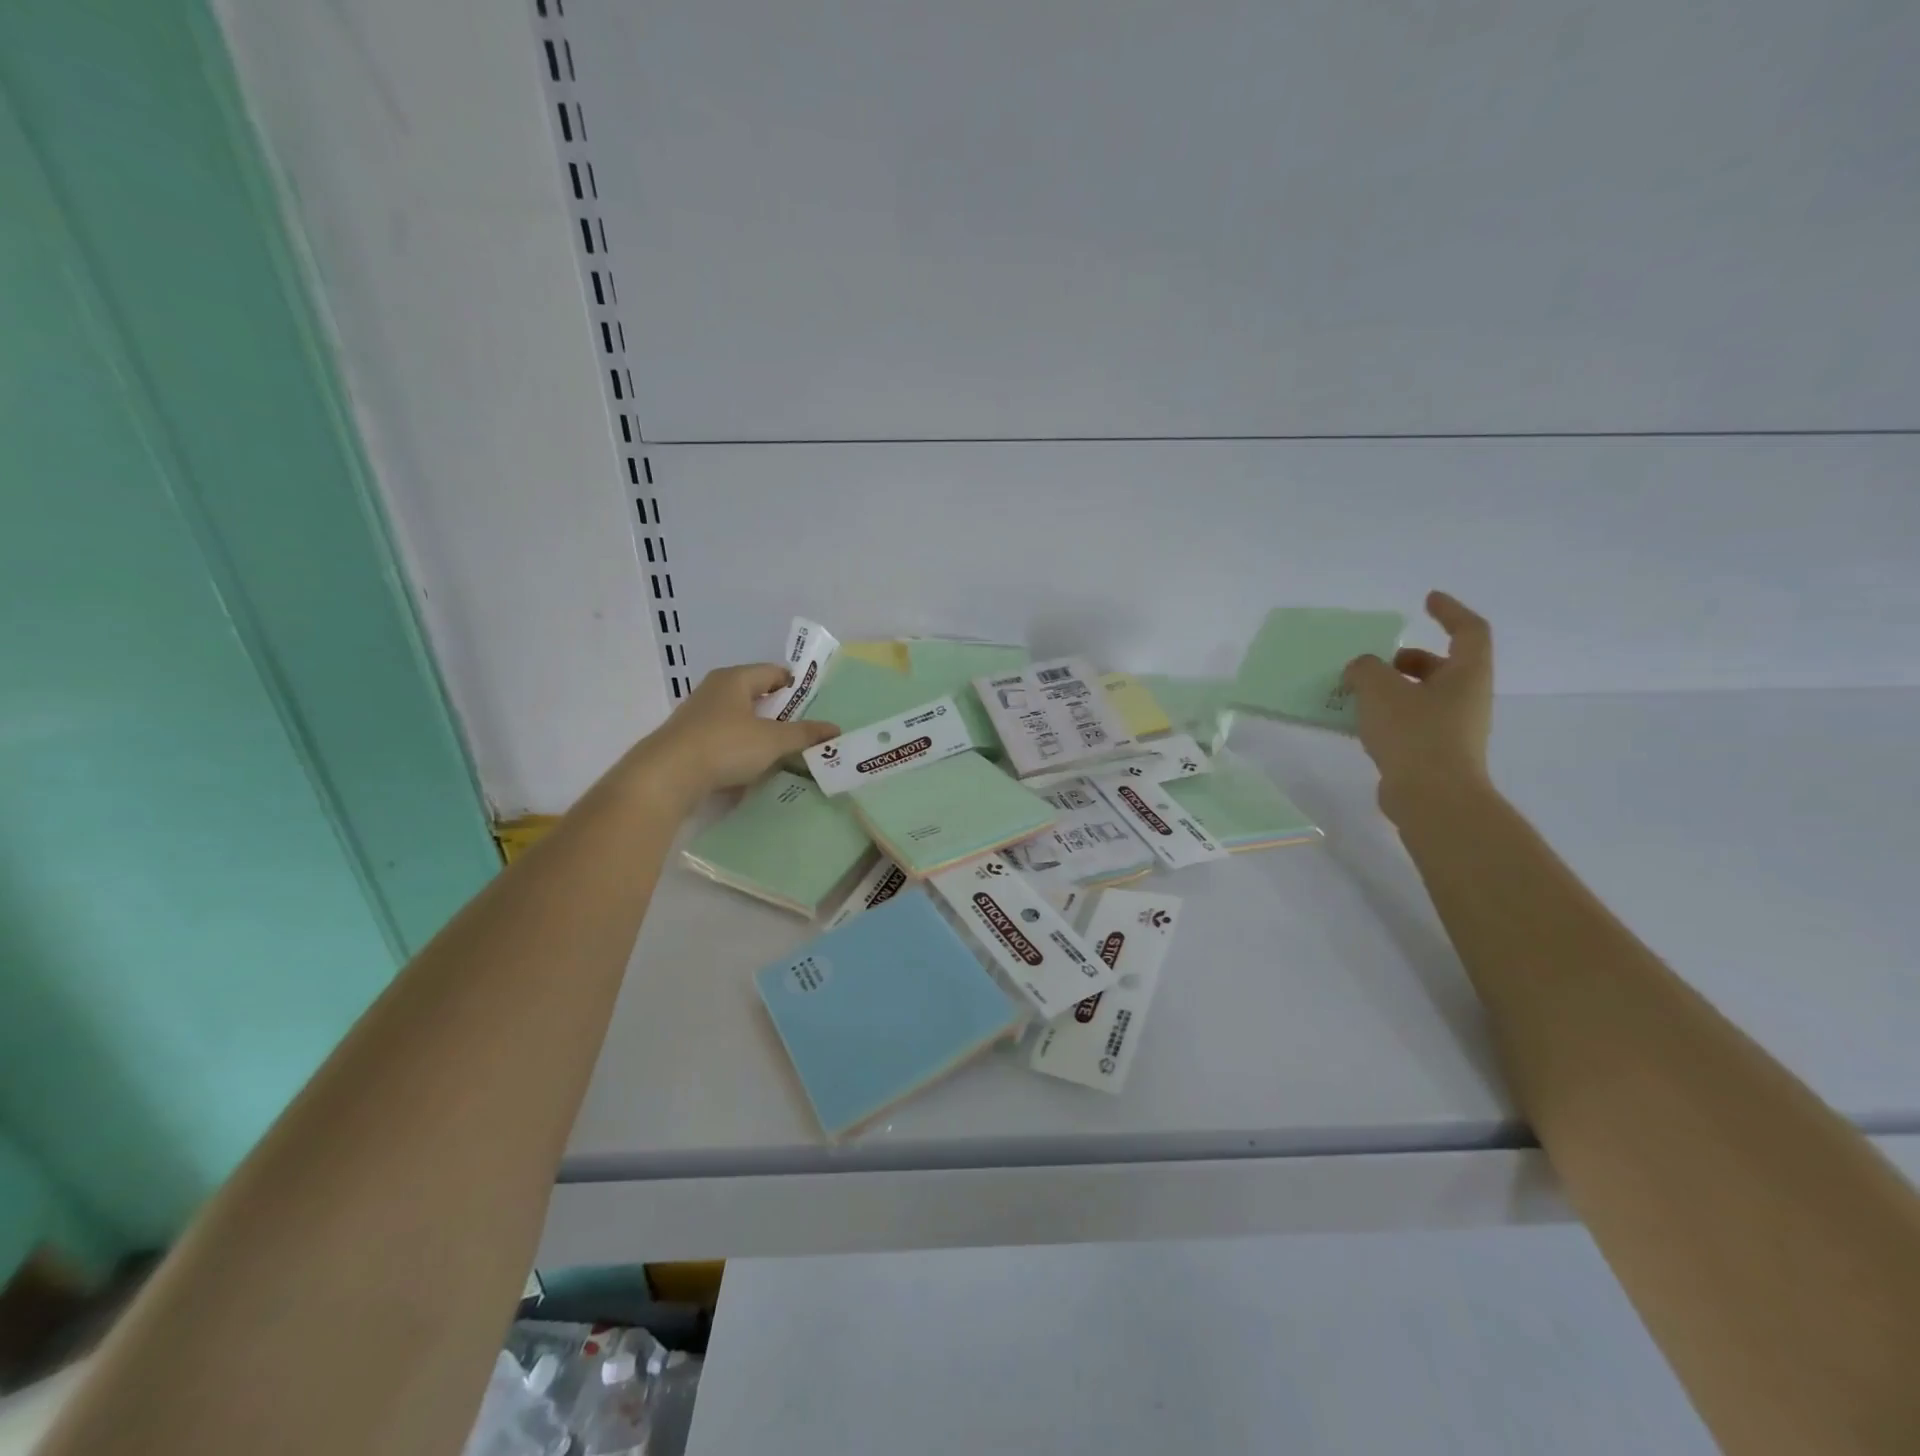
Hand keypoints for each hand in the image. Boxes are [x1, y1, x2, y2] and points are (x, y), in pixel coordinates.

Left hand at [628, 664, 838, 804]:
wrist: (666, 776)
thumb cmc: (725, 746)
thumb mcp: (773, 741)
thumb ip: (804, 734)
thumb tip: (835, 729)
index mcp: (735, 679)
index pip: (772, 672)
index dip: (794, 684)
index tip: (812, 702)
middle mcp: (714, 690)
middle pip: (753, 693)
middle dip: (777, 709)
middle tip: (801, 727)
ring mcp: (697, 715)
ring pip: (737, 716)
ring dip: (757, 729)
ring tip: (778, 748)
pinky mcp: (687, 740)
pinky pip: (722, 737)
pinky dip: (739, 746)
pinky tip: (749, 765)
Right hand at [1342, 591, 1494, 819]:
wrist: (1433, 797)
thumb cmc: (1413, 733)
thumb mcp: (1379, 689)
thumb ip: (1365, 669)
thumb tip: (1361, 668)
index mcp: (1466, 674)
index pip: (1469, 630)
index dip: (1450, 611)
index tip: (1427, 600)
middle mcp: (1467, 698)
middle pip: (1445, 666)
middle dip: (1411, 659)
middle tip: (1379, 661)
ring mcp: (1455, 729)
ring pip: (1426, 697)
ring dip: (1395, 689)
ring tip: (1358, 694)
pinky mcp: (1437, 754)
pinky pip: (1413, 723)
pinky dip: (1390, 715)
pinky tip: (1361, 724)